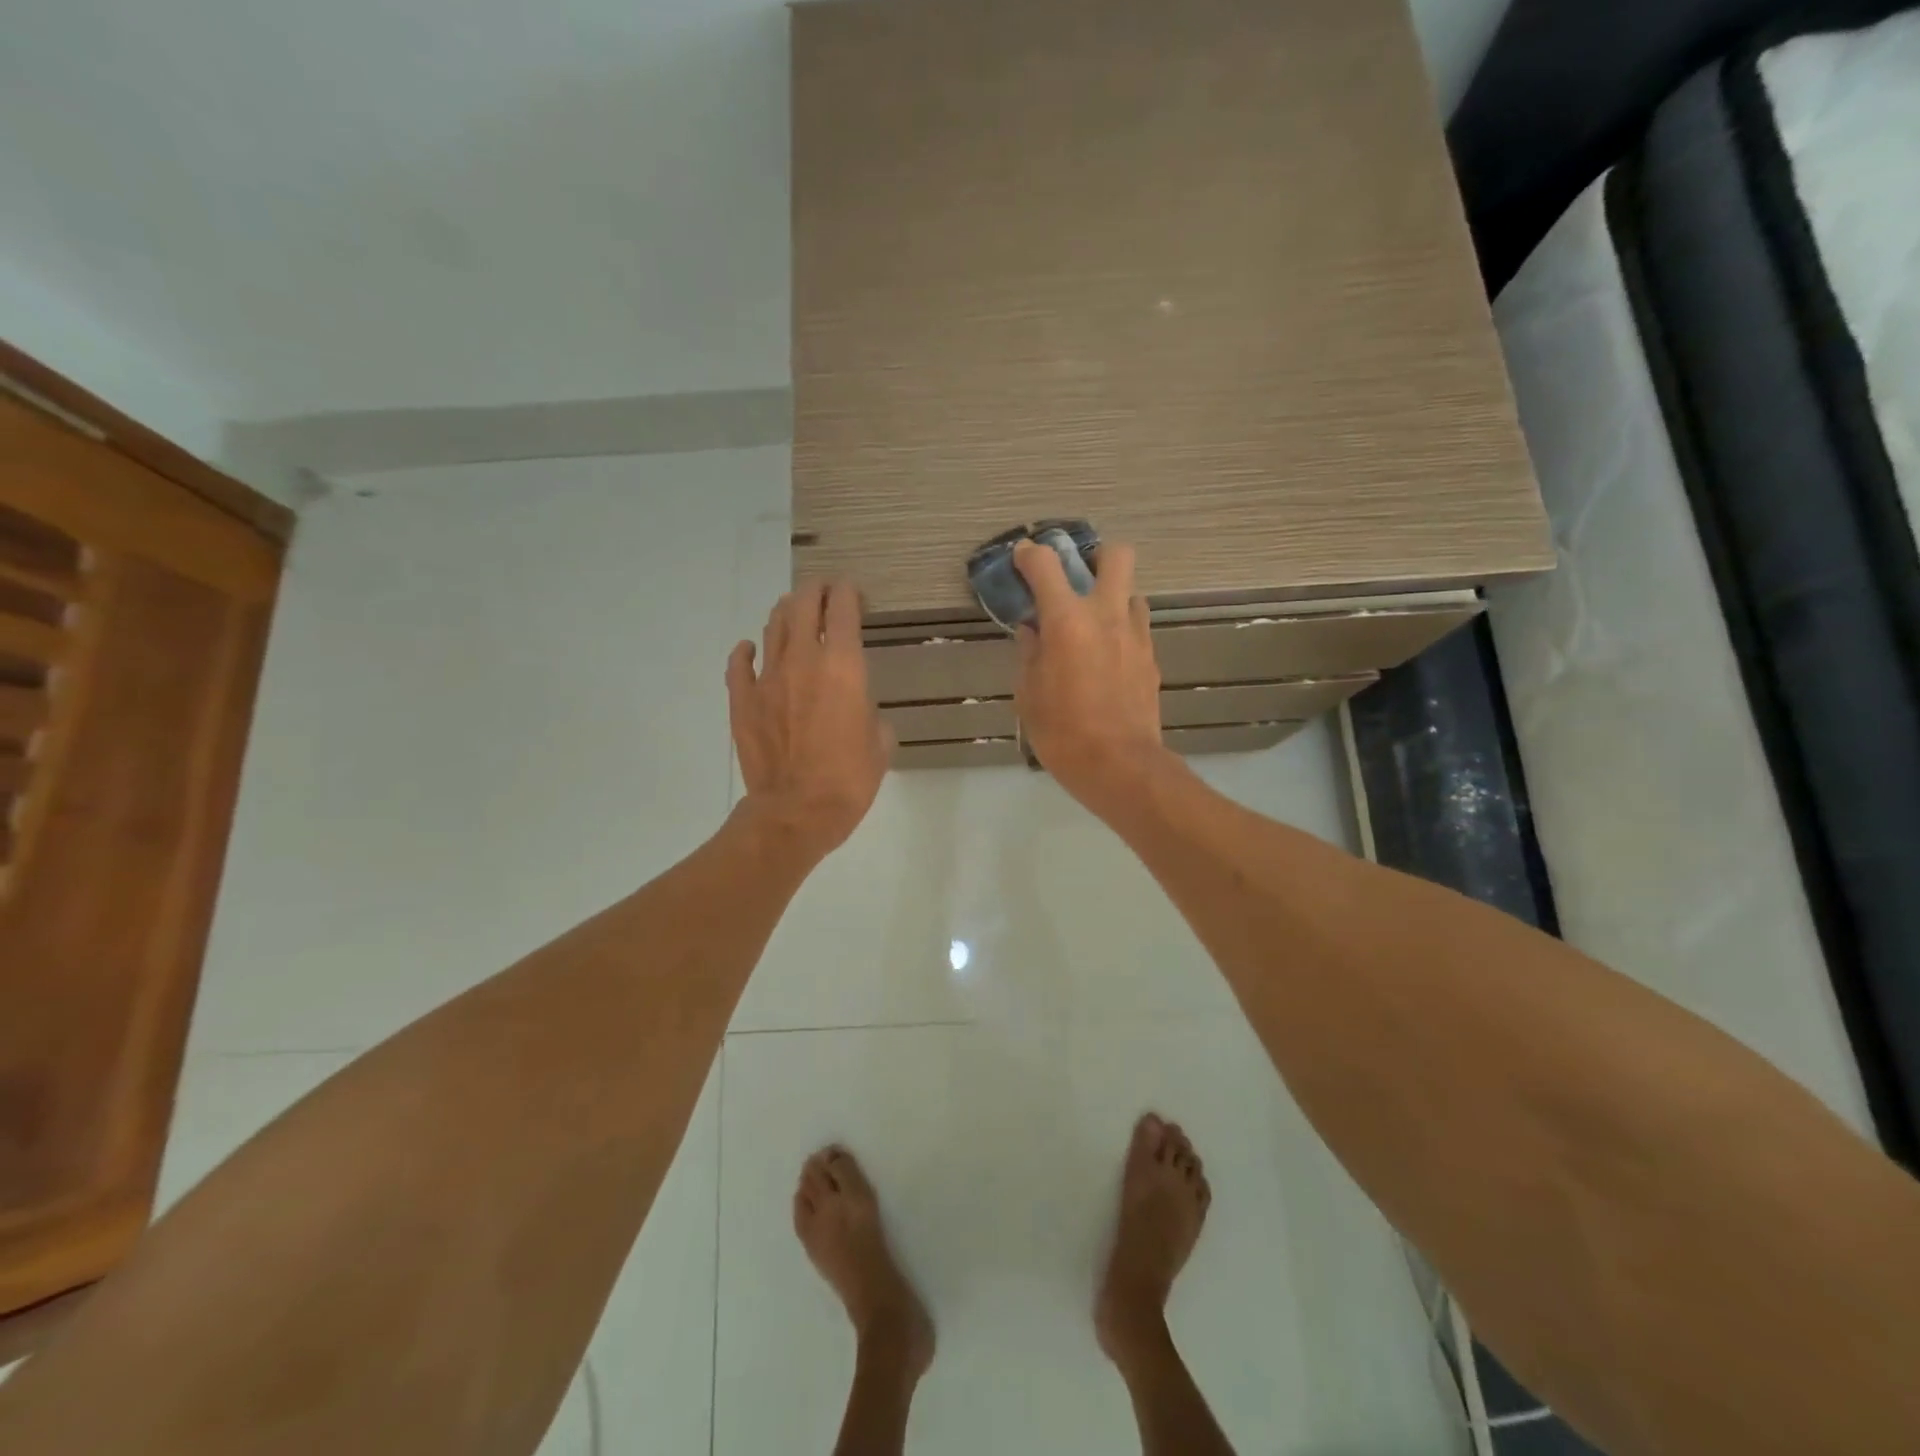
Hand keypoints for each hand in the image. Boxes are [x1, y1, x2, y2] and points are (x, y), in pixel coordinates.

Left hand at [728, 580, 891, 860]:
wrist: (797, 811)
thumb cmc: (849, 779)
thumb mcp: (880, 744)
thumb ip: (872, 715)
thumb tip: (860, 712)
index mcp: (843, 666)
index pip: (843, 609)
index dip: (848, 592)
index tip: (852, 592)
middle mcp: (803, 660)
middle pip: (803, 606)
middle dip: (815, 592)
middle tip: (823, 592)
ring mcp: (767, 679)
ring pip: (772, 628)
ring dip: (784, 614)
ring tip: (792, 612)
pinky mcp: (742, 701)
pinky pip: (739, 665)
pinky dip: (746, 651)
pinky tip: (750, 648)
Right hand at [1012, 540, 1170, 813]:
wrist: (1119, 766)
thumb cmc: (1062, 732)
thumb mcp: (1028, 694)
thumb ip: (1029, 653)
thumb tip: (1032, 631)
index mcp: (1067, 621)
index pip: (1046, 565)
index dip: (1030, 555)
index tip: (1022, 558)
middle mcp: (1106, 615)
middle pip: (1116, 556)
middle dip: (1096, 557)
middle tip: (1077, 579)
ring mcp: (1135, 635)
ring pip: (1131, 593)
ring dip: (1111, 598)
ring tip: (1092, 625)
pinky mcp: (1151, 658)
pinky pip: (1136, 627)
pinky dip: (1120, 630)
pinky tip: (1105, 657)